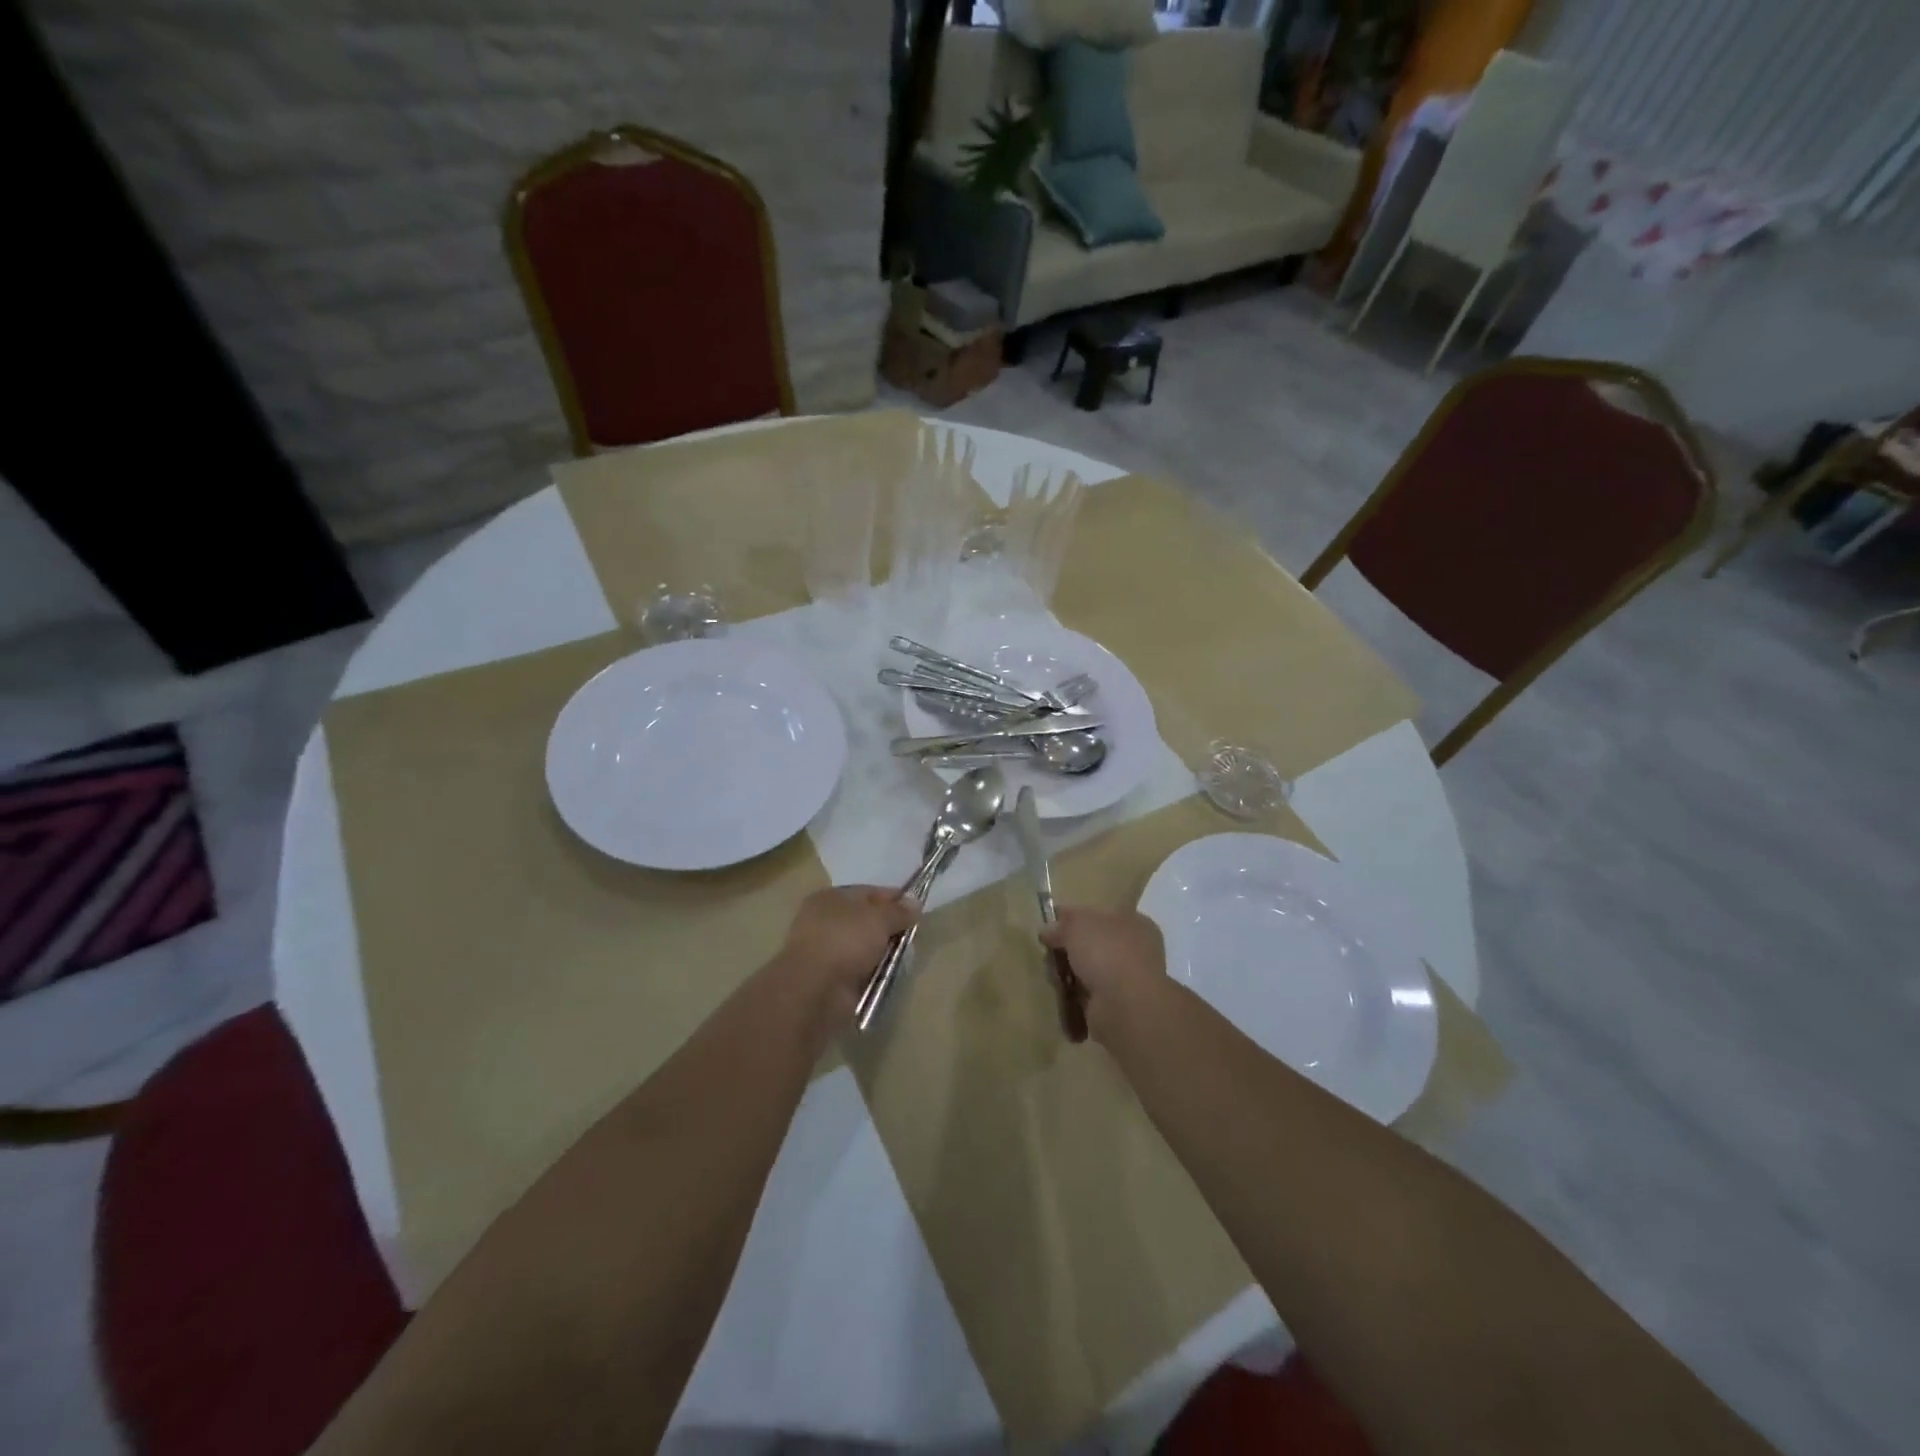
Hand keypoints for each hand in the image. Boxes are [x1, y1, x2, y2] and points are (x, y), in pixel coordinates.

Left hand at [775, 886, 917, 1032]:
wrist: (815, 990)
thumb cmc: (845, 941)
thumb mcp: (878, 918)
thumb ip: (898, 910)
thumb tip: (914, 903)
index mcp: (830, 898)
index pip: (868, 892)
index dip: (894, 898)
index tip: (916, 909)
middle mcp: (825, 921)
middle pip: (867, 920)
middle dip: (890, 928)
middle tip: (911, 936)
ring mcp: (826, 951)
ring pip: (865, 946)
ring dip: (883, 952)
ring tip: (903, 959)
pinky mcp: (830, 978)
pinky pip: (860, 969)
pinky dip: (874, 972)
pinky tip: (889, 975)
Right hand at [1039, 907, 1165, 1041]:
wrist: (1125, 1007)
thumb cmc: (1107, 953)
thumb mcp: (1077, 924)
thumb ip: (1062, 923)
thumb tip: (1048, 930)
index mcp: (1135, 923)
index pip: (1102, 915)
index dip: (1077, 918)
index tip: (1052, 926)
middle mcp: (1137, 950)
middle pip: (1095, 944)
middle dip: (1071, 949)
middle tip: (1048, 952)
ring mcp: (1130, 981)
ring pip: (1092, 971)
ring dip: (1072, 975)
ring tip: (1050, 975)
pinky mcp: (1119, 1007)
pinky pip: (1090, 996)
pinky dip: (1075, 997)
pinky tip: (1059, 996)